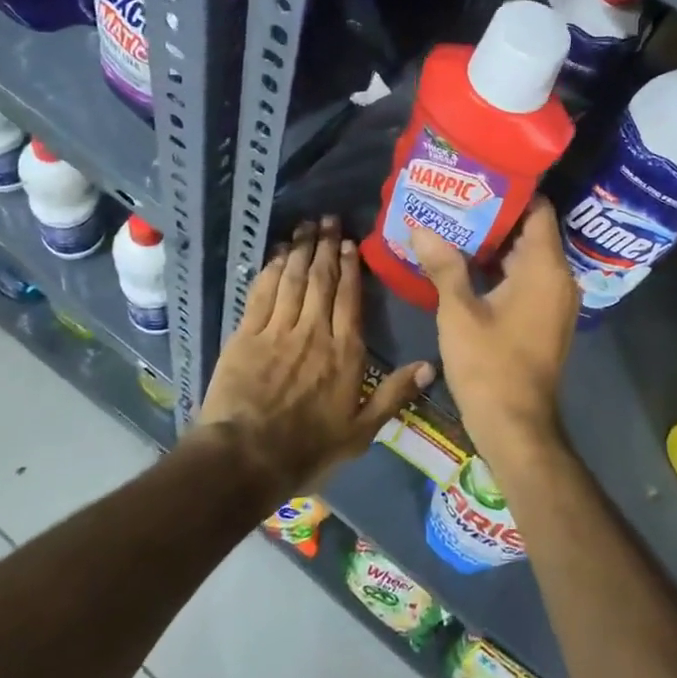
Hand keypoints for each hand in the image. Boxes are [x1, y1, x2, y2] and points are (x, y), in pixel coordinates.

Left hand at [199, 217, 433, 495]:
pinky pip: (262, 293)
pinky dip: (271, 270)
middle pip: (322, 280)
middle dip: (326, 247)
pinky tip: (277, 255)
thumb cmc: (307, 449)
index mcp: (344, 352)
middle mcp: (313, 332)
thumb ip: (394, 395)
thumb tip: (430, 365)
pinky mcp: (246, 335)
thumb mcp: (361, 432)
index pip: (349, 299)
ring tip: (306, 226)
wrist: (246, 458)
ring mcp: (278, 330)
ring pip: (293, 280)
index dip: (350, 268)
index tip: (350, 243)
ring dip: (301, 250)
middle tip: (329, 219)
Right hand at [409, 198, 577, 471]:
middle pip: (530, 231)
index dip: (510, 190)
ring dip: (494, 242)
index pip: (537, 209)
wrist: (516, 426)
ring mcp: (555, 300)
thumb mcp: (459, 311)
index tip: (477, 177)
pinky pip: (526, 278)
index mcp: (545, 268)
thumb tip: (420, 227)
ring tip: (453, 224)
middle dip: (494, 215)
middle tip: (455, 198)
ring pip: (527, 256)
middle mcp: (559, 278)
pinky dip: (501, 267)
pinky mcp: (546, 318)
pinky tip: (465, 263)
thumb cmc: (489, 365)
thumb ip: (443, 265)